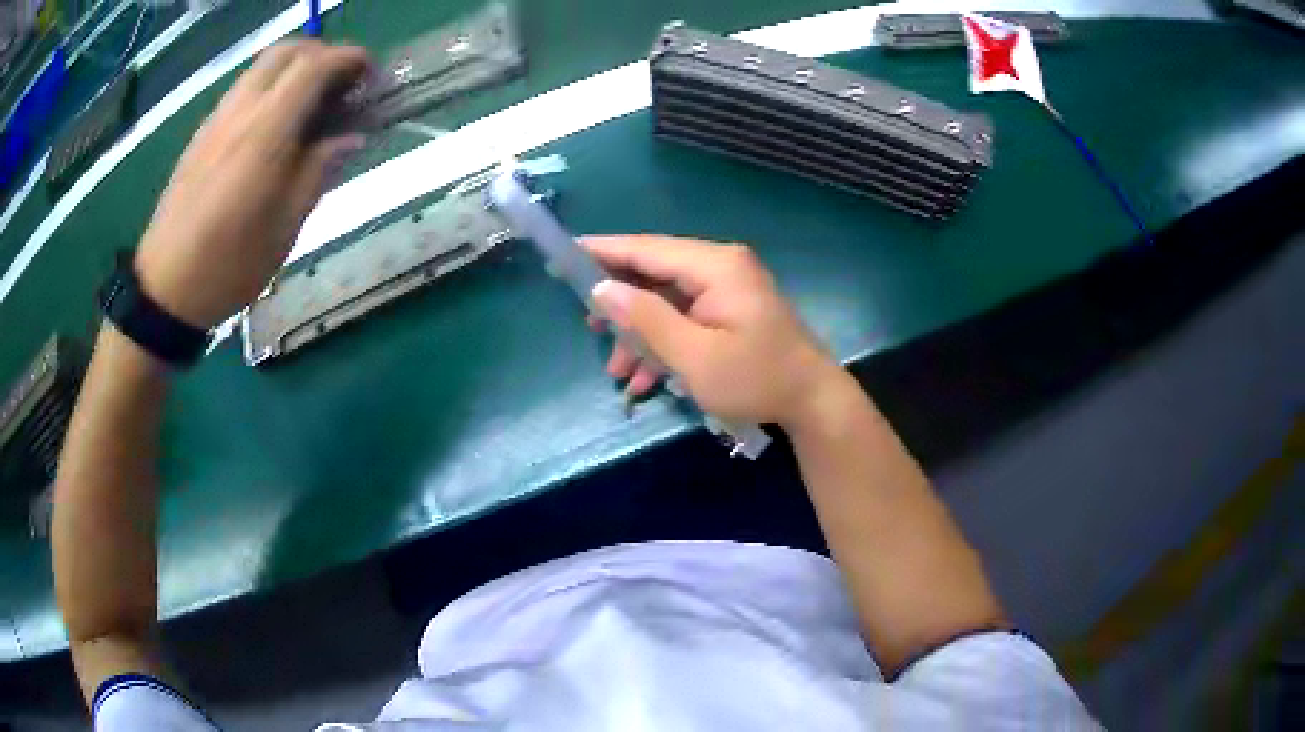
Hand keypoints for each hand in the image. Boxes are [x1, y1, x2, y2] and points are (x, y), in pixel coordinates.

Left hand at [134, 40, 370, 329]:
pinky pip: (244, 88)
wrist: (164, 288)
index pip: (314, 66)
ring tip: (313, 104)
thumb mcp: (284, 229)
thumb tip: (352, 137)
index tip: (371, 78)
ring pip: (263, 66)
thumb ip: (319, 172)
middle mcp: (239, 113)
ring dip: (296, 69)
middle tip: (342, 87)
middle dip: (323, 55)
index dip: (350, 60)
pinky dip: (272, 87)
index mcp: (264, 136)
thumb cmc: (228, 267)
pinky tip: (277, 124)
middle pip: (287, 51)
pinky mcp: (203, 133)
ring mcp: (216, 120)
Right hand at [584, 235, 843, 429]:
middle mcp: (719, 266)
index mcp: (714, 266)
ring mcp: (726, 288)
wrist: (812, 401)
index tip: (563, 257)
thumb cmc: (755, 379)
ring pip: (666, 300)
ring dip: (640, 334)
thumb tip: (601, 289)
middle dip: (620, 304)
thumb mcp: (694, 356)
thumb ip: (646, 319)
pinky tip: (644, 379)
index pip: (645, 249)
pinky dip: (663, 343)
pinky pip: (685, 317)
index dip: (602, 252)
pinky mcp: (729, 310)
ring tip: (616, 370)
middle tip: (588, 327)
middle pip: (654, 273)